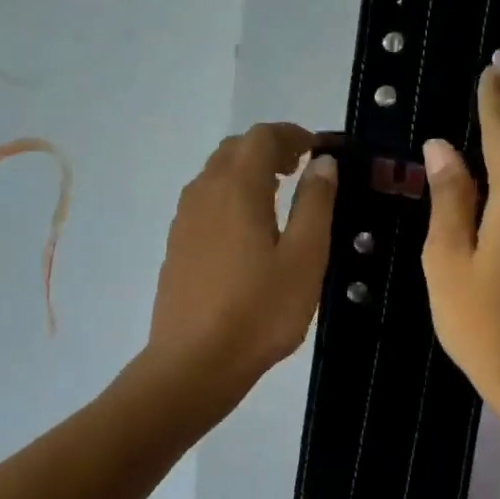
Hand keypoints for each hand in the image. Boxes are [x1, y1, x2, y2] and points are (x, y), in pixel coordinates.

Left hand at [146, 123, 336, 397]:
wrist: (194, 363)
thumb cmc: (259, 311)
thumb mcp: (305, 258)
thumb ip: (315, 204)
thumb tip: (322, 163)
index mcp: (237, 188)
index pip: (262, 137)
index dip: (292, 135)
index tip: (318, 150)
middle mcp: (204, 193)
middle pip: (234, 149)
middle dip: (269, 148)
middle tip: (301, 169)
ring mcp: (184, 220)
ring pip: (215, 174)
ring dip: (247, 171)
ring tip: (278, 196)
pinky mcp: (177, 246)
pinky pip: (205, 201)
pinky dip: (230, 195)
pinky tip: (248, 230)